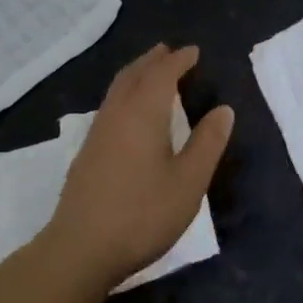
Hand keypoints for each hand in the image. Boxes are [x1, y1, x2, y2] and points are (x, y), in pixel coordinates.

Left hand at [45, 44, 233, 289]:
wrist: (79, 250)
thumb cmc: (142, 213)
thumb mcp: (188, 181)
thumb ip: (207, 143)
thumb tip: (223, 109)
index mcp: (143, 114)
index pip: (162, 74)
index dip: (179, 60)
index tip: (194, 52)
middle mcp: (117, 115)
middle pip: (133, 75)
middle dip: (152, 60)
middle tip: (169, 51)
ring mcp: (97, 134)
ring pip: (117, 90)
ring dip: (136, 74)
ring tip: (151, 72)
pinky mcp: (87, 154)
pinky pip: (109, 106)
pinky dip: (125, 93)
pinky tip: (129, 112)